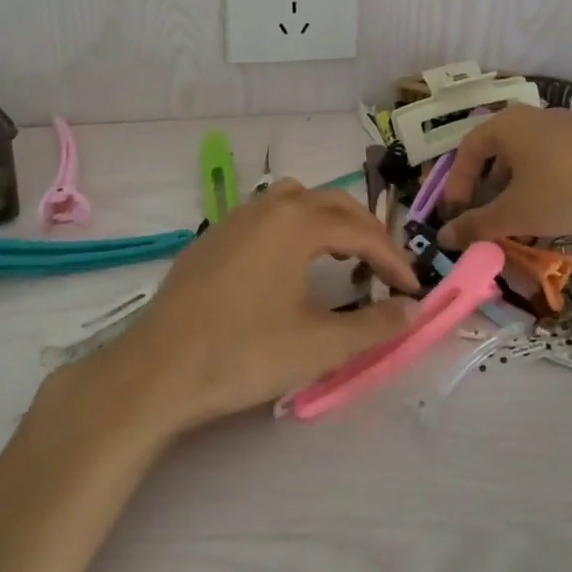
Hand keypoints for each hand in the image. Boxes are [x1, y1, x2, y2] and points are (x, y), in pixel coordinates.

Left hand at [96, 181, 418, 433]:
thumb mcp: (319, 345)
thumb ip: (374, 326)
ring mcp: (234, 219)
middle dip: (365, 232)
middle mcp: (268, 207)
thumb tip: (414, 310)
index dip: (393, 259)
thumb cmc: (244, 353)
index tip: (413, 288)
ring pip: (294, 201)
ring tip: (340, 256)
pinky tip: (287, 265)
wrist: (157, 370)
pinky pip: (265, 216)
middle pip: (331, 204)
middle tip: (385, 268)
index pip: (361, 232)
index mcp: (297, 223)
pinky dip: (292, 228)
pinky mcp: (211, 238)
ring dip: (326, 221)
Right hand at [437, 106, 571, 245]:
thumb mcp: (516, 212)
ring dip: (515, 190)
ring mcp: (564, 127)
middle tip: (485, 216)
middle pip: (497, 152)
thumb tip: (443, 237)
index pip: (467, 150)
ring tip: (518, 220)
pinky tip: (553, 212)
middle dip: (487, 188)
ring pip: (526, 158)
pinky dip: (541, 186)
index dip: (456, 183)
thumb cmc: (564, 188)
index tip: (456, 214)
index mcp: (506, 124)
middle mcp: (532, 118)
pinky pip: (552, 161)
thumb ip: (477, 225)